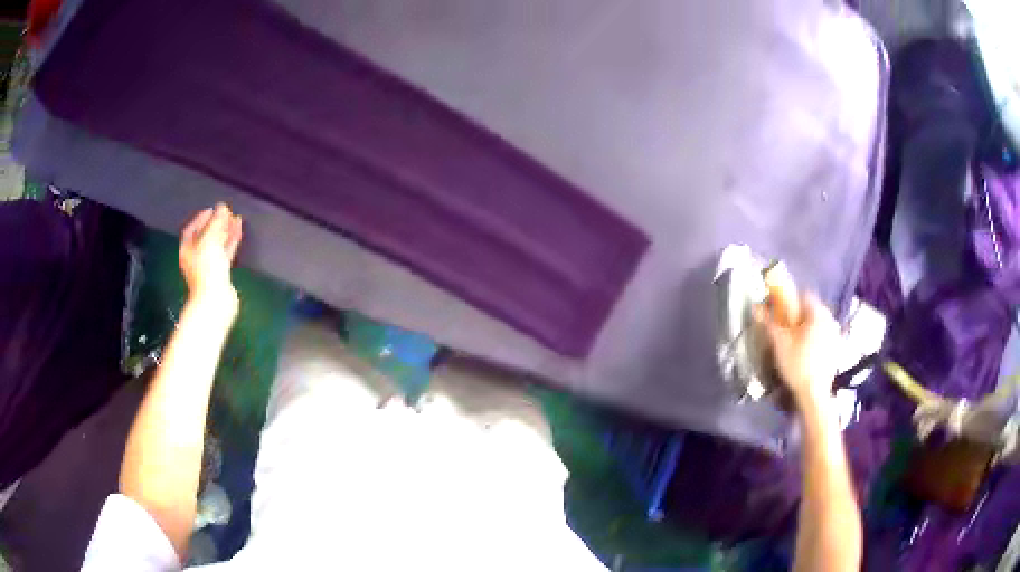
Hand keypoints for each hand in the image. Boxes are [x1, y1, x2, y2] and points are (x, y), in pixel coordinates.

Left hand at [179, 203, 242, 317]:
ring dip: (226, 230)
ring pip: (217, 243)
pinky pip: (226, 251)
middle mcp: (196, 256)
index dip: (202, 217)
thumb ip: (216, 222)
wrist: (215, 300)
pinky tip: (238, 232)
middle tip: (226, 212)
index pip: (192, 228)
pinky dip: (232, 241)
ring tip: (235, 219)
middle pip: (206, 235)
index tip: (213, 209)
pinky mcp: (221, 272)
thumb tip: (222, 207)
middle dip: (216, 223)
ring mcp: (208, 265)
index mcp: (188, 249)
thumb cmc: (206, 270)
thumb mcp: (209, 240)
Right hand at [754, 285, 840, 408]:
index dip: (790, 302)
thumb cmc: (797, 365)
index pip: (804, 296)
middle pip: (811, 310)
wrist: (814, 394)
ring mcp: (836, 334)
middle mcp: (830, 318)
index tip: (780, 314)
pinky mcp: (837, 348)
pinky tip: (806, 355)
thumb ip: (769, 323)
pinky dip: (815, 339)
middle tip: (785, 332)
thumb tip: (756, 307)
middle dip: (798, 317)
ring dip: (806, 328)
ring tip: (795, 345)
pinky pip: (824, 335)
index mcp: (818, 313)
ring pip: (818, 323)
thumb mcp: (780, 343)